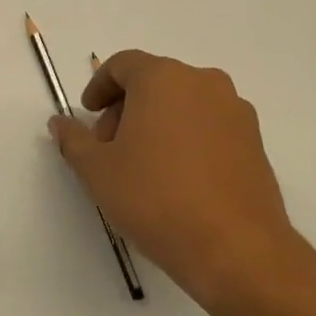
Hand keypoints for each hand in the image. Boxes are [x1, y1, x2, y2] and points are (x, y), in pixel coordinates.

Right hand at [49, 51, 310, 315]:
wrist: (236, 250)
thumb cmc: (156, 199)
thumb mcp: (97, 170)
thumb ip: (73, 139)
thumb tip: (60, 123)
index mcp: (163, 78)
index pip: (123, 64)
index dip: (99, 86)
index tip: (88, 115)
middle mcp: (203, 83)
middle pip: (154, 82)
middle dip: (126, 108)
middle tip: (110, 147)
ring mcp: (235, 111)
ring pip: (183, 103)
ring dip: (157, 122)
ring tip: (142, 166)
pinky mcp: (256, 142)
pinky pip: (209, 125)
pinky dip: (187, 138)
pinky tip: (177, 178)